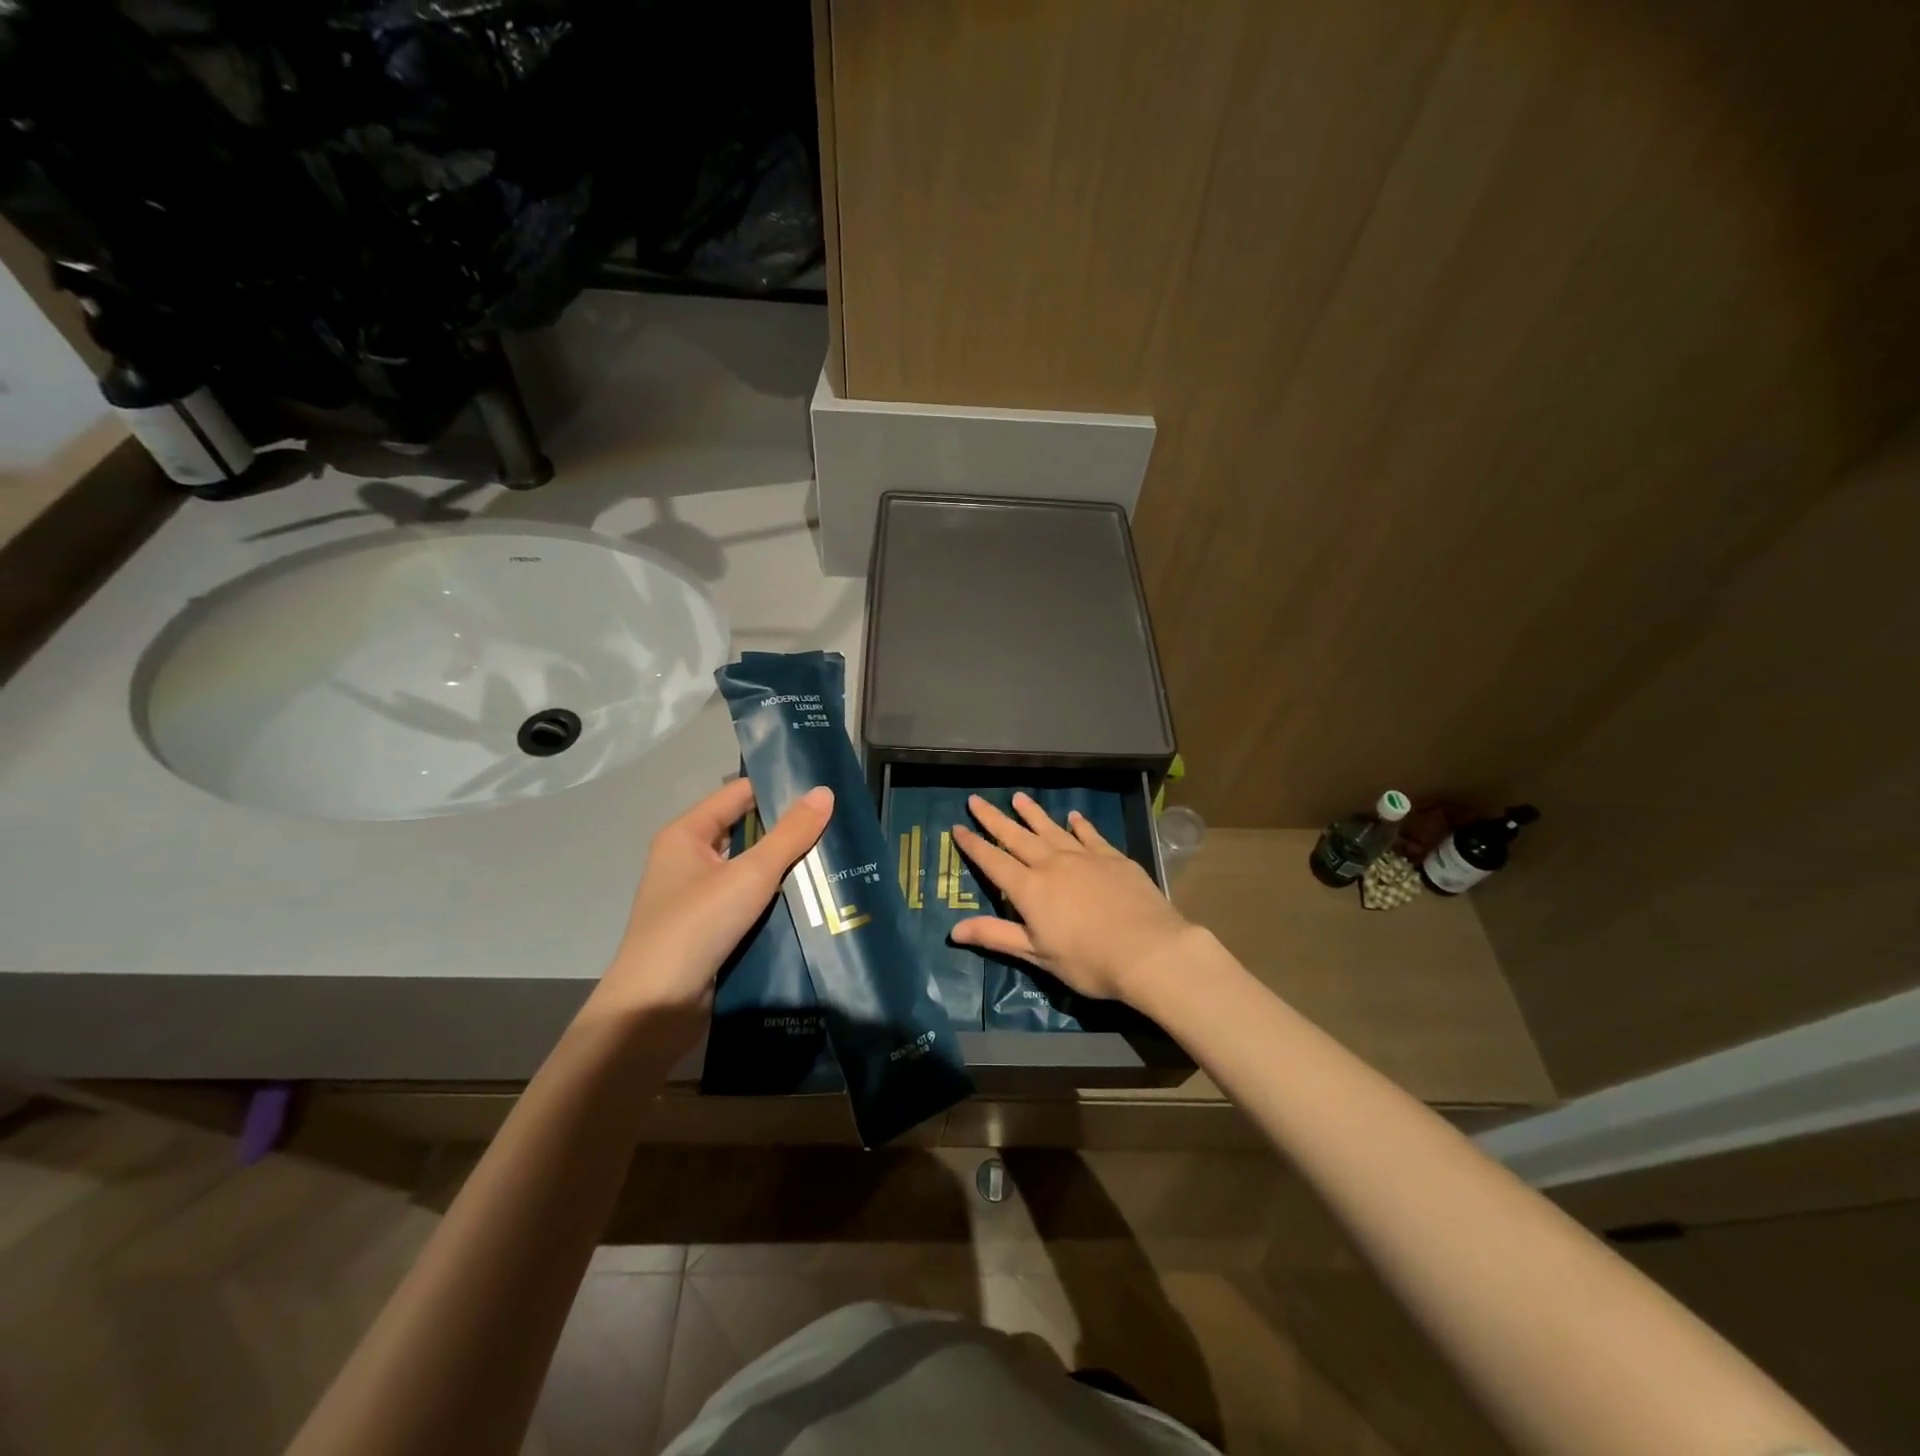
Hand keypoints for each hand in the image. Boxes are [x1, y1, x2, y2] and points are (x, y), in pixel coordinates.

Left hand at [590, 779, 832, 1022]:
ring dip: (787, 869)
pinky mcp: (710, 931)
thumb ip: (790, 834)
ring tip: (837, 860)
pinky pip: (750, 904)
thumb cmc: (696, 927)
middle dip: (789, 831)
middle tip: (840, 826)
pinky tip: (815, 902)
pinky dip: (777, 900)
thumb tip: (825, 792)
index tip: (824, 789)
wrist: (655, 1010)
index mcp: (687, 835)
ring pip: (751, 871)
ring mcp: (698, 898)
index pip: (738, 794)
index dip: (778, 788)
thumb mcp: (750, 875)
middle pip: (747, 832)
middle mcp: (689, 860)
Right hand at [951, 792, 1192, 1004]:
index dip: (973, 845)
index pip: (993, 862)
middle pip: (1017, 837)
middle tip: (976, 800)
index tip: (957, 827)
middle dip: (994, 819)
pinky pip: (1090, 834)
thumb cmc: (1089, 961)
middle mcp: (1053, 864)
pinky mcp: (1112, 857)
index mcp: (1030, 889)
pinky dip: (1079, 824)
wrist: (1149, 950)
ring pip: (1051, 828)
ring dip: (1032, 813)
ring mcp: (1084, 857)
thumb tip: (953, 930)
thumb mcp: (1037, 955)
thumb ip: (996, 936)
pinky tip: (1073, 816)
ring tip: (1018, 798)